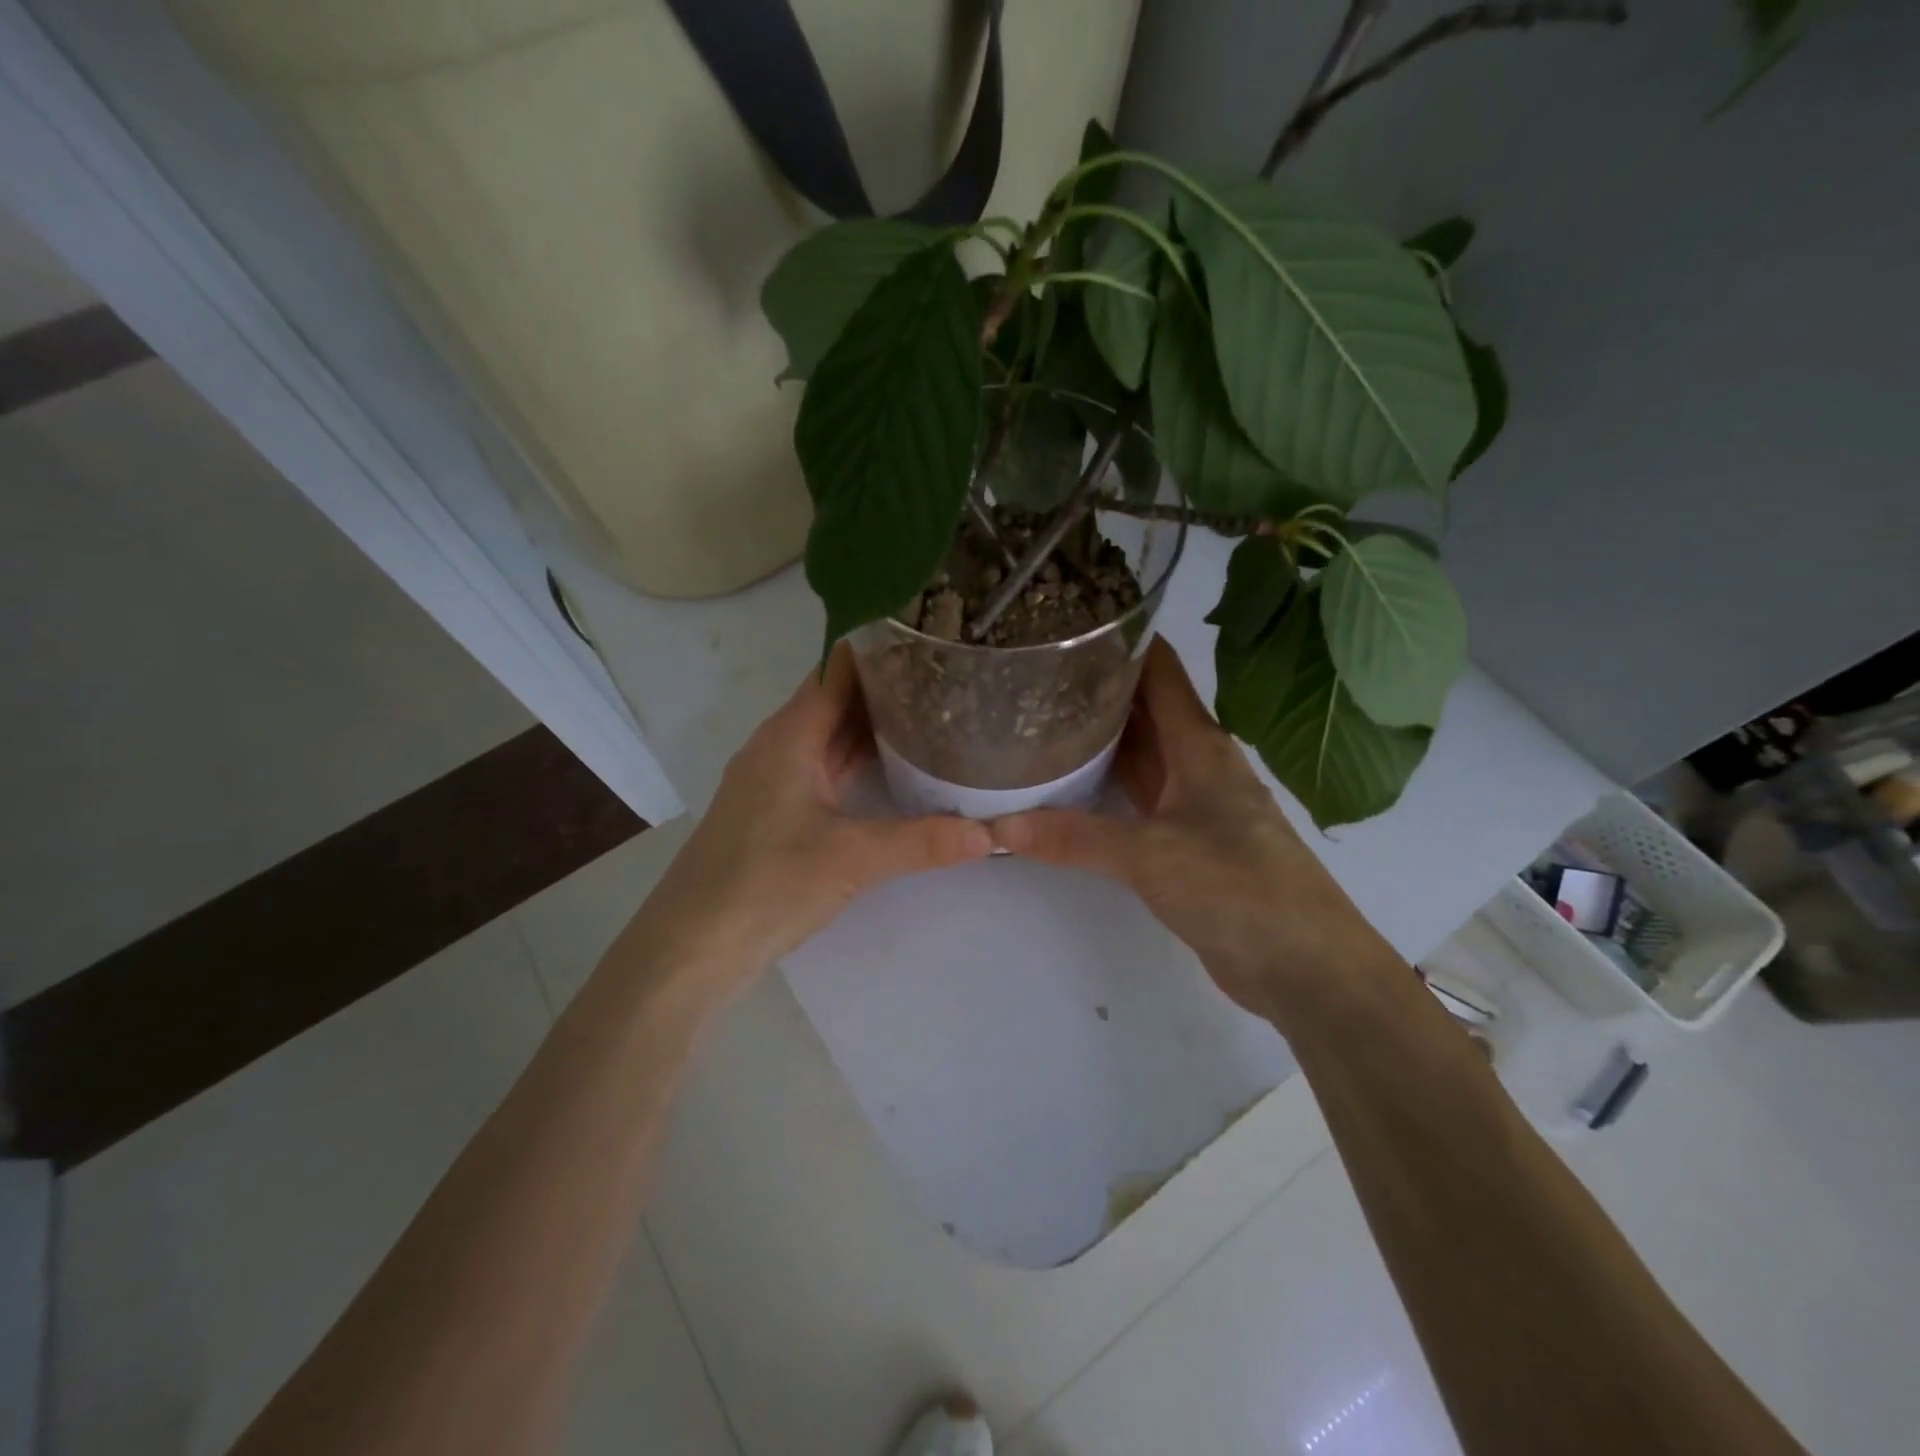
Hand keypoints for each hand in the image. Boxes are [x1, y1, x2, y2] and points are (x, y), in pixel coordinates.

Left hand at [630, 644, 992, 1006]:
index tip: (932, 636)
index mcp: (790, 735)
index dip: (881, 648)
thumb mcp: (853, 859)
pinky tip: (896, 769)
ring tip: (933, 713)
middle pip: (837, 699)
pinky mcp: (777, 811)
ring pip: (830, 736)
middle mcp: (779, 745)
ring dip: (874, 725)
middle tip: (949, 675)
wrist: (692, 946)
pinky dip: (858, 760)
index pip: (838, 669)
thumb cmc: (766, 884)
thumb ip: (923, 842)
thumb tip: (992, 836)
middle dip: (888, 686)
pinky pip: (825, 767)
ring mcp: (775, 779)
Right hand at [991, 638, 1395, 1023]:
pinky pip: (1137, 800)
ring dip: (1099, 738)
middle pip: (1144, 710)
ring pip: (1139, 756)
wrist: (1302, 965)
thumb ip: (1074, 837)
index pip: (1160, 672)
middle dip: (1097, 687)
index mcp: (1199, 745)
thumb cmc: (1237, 886)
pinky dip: (1105, 787)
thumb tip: (999, 826)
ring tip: (1040, 716)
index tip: (1072, 620)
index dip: (1123, 640)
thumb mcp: (1150, 855)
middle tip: (1036, 669)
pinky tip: (1068, 785)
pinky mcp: (1184, 843)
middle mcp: (1196, 764)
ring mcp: (1192, 805)